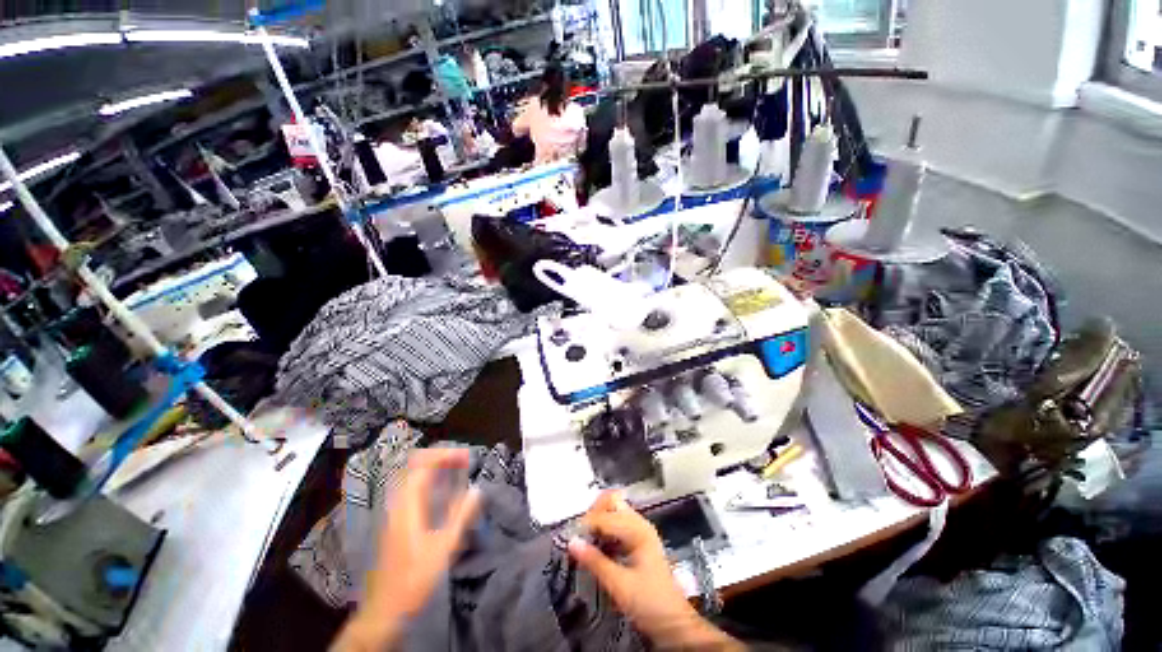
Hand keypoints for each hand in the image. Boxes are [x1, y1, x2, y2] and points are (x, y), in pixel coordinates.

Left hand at [334, 448, 481, 650]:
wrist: (384, 611)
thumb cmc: (415, 578)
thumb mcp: (444, 547)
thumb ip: (461, 515)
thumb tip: (477, 489)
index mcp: (408, 505)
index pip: (423, 465)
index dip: (445, 455)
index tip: (466, 456)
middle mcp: (398, 504)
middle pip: (416, 467)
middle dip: (440, 458)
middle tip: (463, 461)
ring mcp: (395, 513)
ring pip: (413, 479)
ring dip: (435, 469)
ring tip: (457, 470)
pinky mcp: (396, 523)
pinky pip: (413, 491)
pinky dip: (429, 483)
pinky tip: (443, 493)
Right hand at [567, 493, 741, 649]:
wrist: (675, 624)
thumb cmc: (651, 604)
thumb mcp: (620, 586)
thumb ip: (595, 562)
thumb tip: (572, 542)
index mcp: (638, 530)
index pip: (605, 516)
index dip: (586, 524)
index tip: (570, 536)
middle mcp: (639, 524)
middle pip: (612, 503)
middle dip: (593, 514)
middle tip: (578, 533)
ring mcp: (640, 531)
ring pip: (614, 511)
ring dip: (598, 521)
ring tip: (584, 538)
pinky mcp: (637, 541)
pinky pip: (617, 525)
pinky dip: (604, 529)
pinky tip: (596, 544)